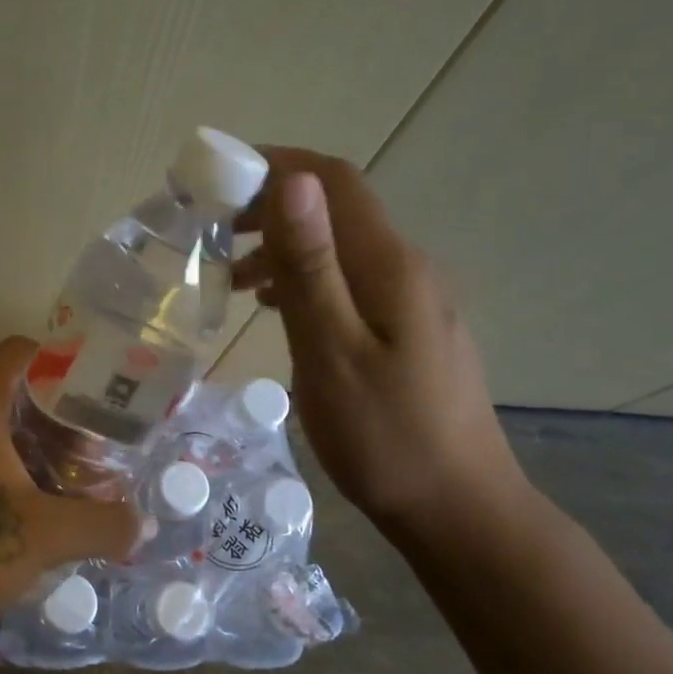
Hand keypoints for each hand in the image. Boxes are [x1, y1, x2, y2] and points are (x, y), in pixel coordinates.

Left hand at [0, 336, 141, 642]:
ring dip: (35, 450)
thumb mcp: (46, 535)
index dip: (62, 361)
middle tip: (98, 447)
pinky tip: (34, 512)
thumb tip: (143, 526)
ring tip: (74, 481)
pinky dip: (8, 474)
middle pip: (12, 395)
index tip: (98, 391)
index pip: (20, 353)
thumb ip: (102, 524)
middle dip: (59, 418)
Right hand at [232, 148, 525, 539]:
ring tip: (232, 281)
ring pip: (340, 249)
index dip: (275, 165)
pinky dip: (306, 282)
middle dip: (271, 208)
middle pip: (335, 210)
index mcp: (389, 265)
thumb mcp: (332, 352)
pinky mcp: (410, 329)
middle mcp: (407, 268)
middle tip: (213, 236)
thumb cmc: (385, 437)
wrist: (458, 508)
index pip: (332, 181)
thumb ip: (312, 267)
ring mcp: (413, 300)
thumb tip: (293, 181)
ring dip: (285, 250)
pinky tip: (277, 310)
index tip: (217, 180)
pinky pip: (350, 283)